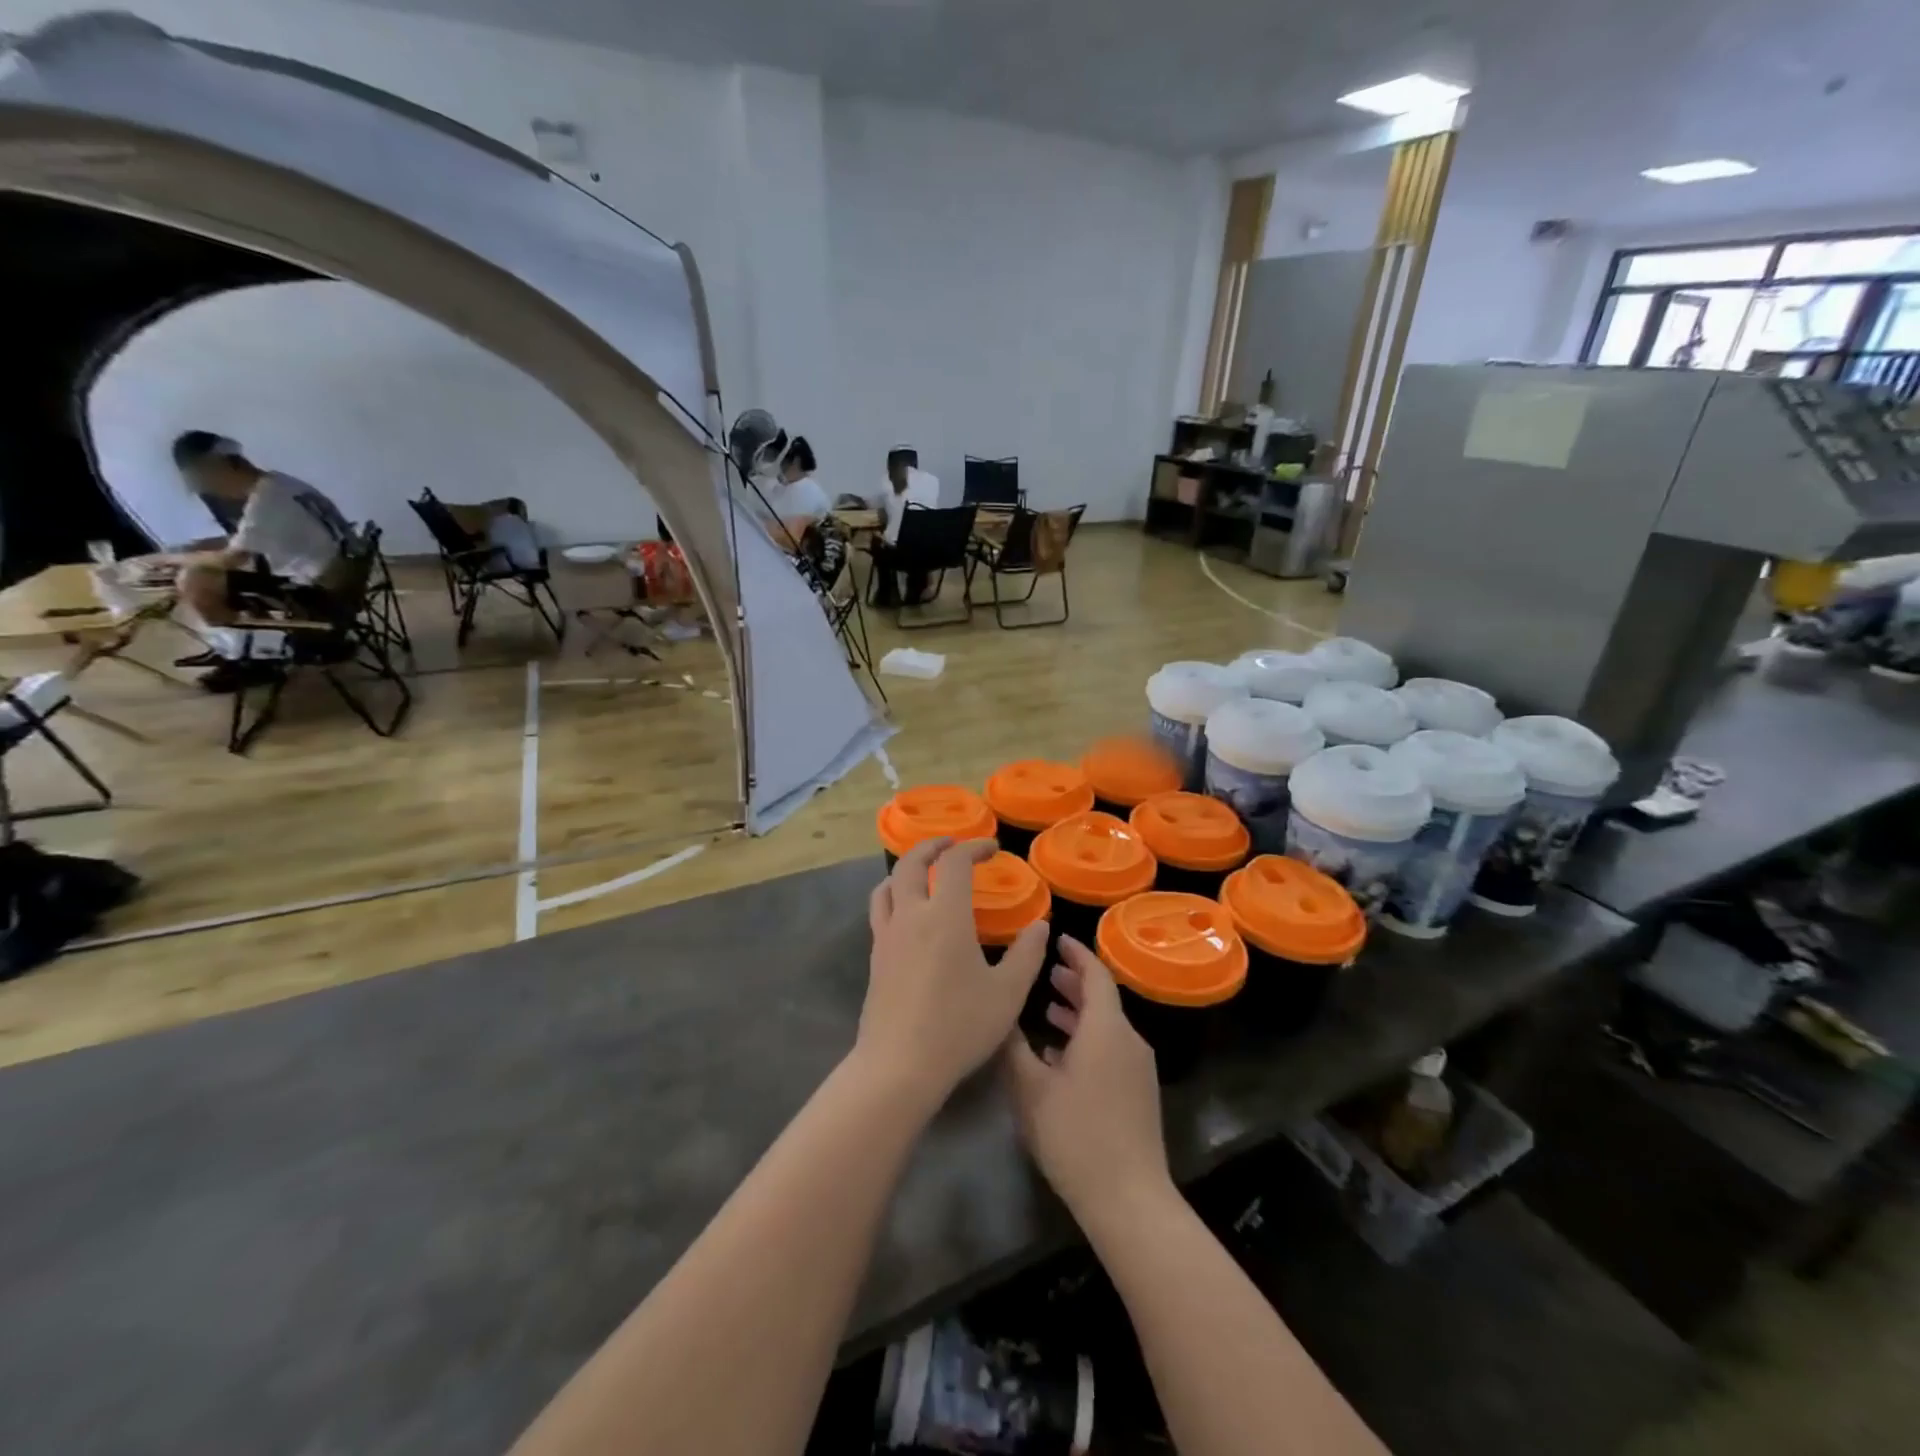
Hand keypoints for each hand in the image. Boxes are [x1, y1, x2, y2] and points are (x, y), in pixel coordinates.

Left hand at [855, 837, 1048, 1112]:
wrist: (899, 1065)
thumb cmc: (959, 1026)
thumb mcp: (1007, 993)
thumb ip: (1027, 954)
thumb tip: (1040, 926)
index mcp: (945, 915)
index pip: (954, 863)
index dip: (973, 848)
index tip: (991, 849)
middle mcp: (911, 915)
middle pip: (911, 862)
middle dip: (932, 846)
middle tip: (951, 845)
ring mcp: (887, 935)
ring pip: (888, 884)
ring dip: (907, 868)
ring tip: (924, 872)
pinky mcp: (875, 957)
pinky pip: (880, 910)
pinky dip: (894, 895)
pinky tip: (908, 914)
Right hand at [1004, 937, 1170, 1220]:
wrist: (1129, 1200)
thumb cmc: (1076, 1135)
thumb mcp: (1031, 1089)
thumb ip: (1014, 1047)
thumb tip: (1001, 1015)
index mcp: (1106, 1029)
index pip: (1095, 975)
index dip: (1076, 954)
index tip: (1056, 940)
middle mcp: (1128, 1040)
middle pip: (1102, 999)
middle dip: (1074, 983)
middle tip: (1045, 974)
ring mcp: (1137, 1068)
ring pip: (1106, 1026)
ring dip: (1079, 1013)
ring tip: (1048, 1009)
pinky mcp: (1138, 1093)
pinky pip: (1111, 1049)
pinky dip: (1087, 1040)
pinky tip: (1060, 1057)